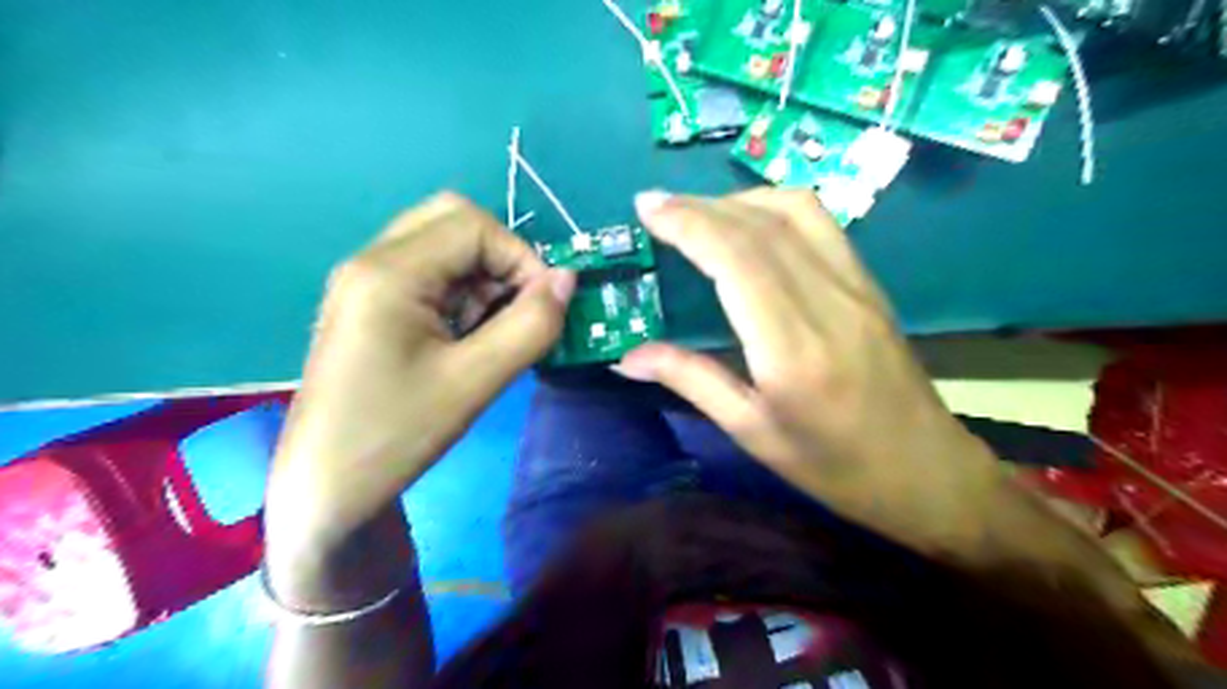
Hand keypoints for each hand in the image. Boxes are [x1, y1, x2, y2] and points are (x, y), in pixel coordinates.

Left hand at [267, 192, 571, 552]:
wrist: (326, 487)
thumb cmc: (396, 435)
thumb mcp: (475, 381)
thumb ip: (531, 325)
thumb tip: (568, 279)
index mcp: (389, 271)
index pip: (474, 225)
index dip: (521, 257)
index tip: (543, 307)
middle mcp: (372, 260)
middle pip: (454, 222)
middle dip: (501, 260)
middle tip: (516, 310)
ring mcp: (367, 282)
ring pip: (444, 247)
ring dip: (483, 279)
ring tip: (490, 333)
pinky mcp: (371, 305)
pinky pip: (430, 274)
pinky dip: (463, 294)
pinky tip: (466, 339)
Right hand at [618, 188, 1010, 553]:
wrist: (926, 471)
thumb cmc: (833, 466)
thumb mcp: (752, 432)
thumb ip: (691, 380)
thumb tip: (627, 357)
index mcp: (793, 349)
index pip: (737, 259)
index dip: (688, 223)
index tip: (647, 207)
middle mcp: (827, 303)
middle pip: (760, 227)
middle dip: (699, 205)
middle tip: (655, 204)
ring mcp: (856, 286)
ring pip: (794, 212)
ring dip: (737, 200)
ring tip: (696, 212)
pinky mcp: (868, 284)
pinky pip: (820, 223)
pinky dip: (774, 207)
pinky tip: (748, 223)